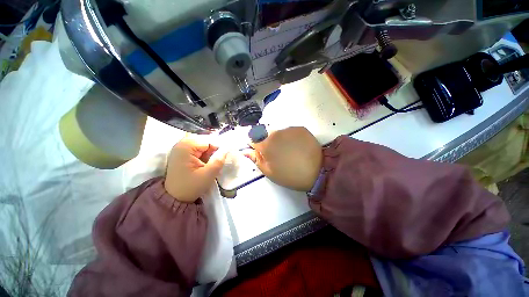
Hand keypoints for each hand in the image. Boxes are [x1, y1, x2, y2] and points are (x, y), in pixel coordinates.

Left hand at [164, 136, 227, 202]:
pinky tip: (206, 162)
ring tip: (212, 162)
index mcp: (185, 147)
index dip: (218, 147)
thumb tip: (228, 148)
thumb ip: (219, 160)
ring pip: (203, 144)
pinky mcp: (183, 152)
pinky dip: (205, 154)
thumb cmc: (191, 186)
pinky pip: (198, 148)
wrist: (175, 197)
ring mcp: (181, 147)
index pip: (208, 140)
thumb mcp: (208, 175)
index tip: (224, 156)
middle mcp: (181, 143)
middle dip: (214, 149)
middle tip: (218, 160)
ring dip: (210, 152)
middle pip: (205, 140)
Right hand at [244, 127, 322, 191]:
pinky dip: (289, 137)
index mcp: (265, 144)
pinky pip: (289, 131)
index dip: (254, 144)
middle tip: (275, 152)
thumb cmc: (289, 175)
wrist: (317, 171)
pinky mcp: (300, 128)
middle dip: (266, 140)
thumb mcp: (269, 171)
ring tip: (287, 149)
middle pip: (264, 133)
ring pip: (277, 131)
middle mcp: (275, 132)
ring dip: (278, 138)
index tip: (258, 150)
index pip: (252, 137)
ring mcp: (288, 129)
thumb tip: (245, 151)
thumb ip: (256, 159)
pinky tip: (296, 146)